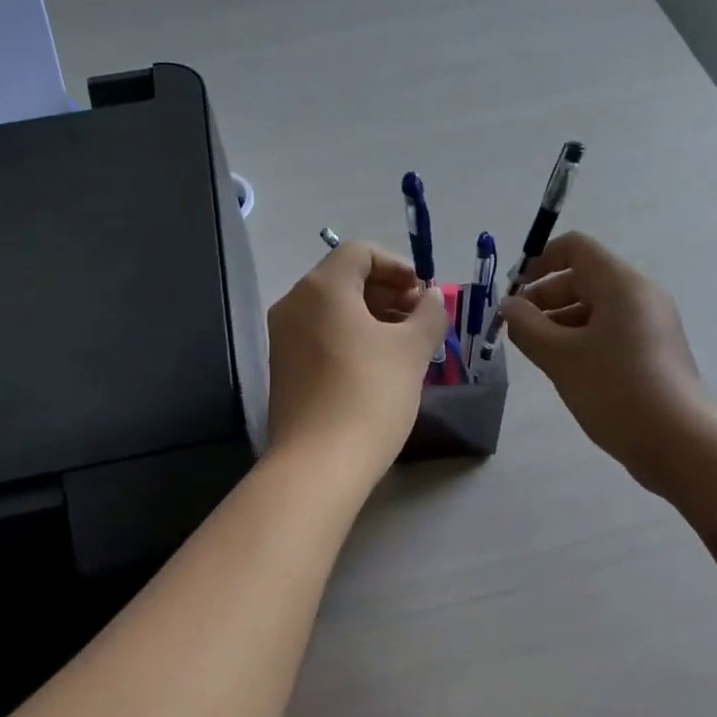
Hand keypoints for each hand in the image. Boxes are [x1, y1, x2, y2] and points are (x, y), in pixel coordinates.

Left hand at [266, 241, 447, 486]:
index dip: (398, 265)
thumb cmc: (370, 394)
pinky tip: (379, 365)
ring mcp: (284, 337)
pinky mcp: (284, 368)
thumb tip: (432, 297)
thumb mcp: (412, 350)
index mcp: (322, 288)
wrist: (319, 464)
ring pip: (334, 309)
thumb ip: (429, 313)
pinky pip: (322, 335)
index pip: (360, 252)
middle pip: (345, 278)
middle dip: (388, 292)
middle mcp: (294, 304)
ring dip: (374, 316)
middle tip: (421, 319)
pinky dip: (352, 337)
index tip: (424, 293)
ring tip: (407, 344)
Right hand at [497, 232, 713, 494]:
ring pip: (595, 308)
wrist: (680, 444)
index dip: (538, 263)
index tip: (514, 297)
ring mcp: (651, 324)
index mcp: (621, 284)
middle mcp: (640, 295)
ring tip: (538, 356)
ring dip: (560, 323)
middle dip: (544, 299)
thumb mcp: (560, 357)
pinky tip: (567, 371)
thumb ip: (526, 326)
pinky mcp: (654, 351)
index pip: (575, 248)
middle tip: (518, 333)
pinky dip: (582, 340)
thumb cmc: (616, 391)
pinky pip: (610, 331)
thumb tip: (509, 306)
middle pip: (583, 277)